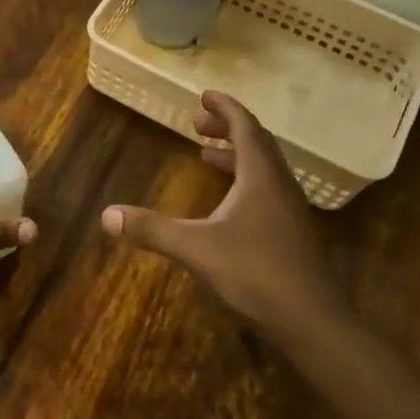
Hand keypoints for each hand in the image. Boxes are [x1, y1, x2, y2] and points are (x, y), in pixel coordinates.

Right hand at [100, 91, 342, 338]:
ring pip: (263, 169)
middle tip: (197, 124)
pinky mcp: (292, 235)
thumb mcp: (196, 249)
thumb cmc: (256, 274)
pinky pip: (266, 191)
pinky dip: (244, 182)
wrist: (313, 323)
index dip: (226, 109)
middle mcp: (280, 186)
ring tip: (206, 155)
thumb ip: (152, 229)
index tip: (205, 95)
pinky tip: (227, 205)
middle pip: (257, 144)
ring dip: (236, 156)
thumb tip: (106, 215)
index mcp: (261, 177)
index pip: (246, 128)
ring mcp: (290, 211)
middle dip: (227, 129)